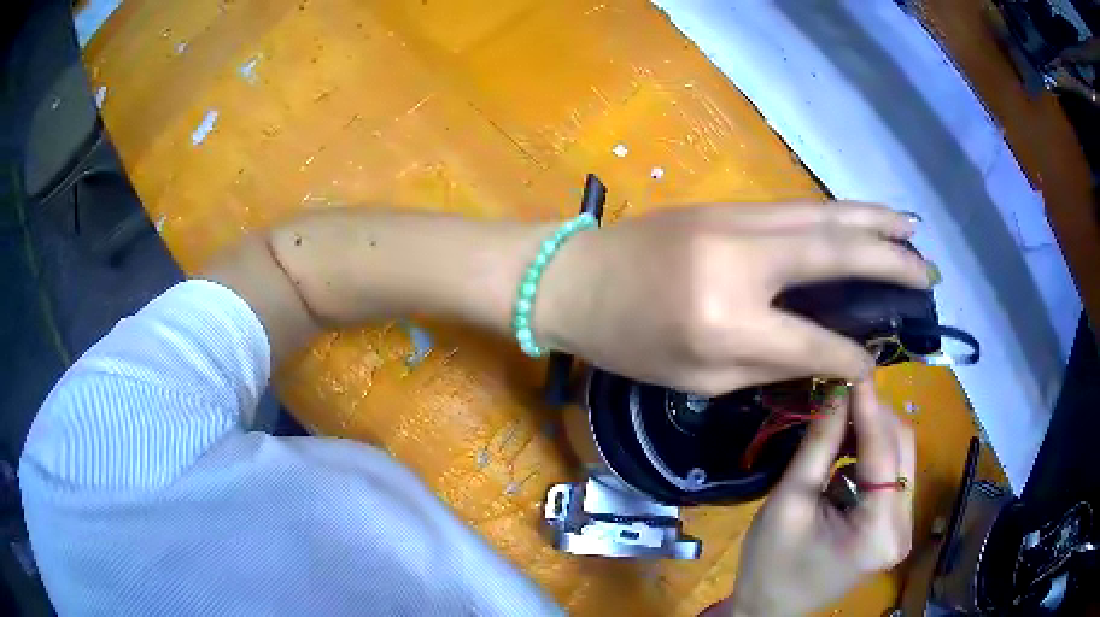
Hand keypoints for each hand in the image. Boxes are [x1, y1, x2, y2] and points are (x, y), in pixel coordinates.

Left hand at [539, 203, 931, 394]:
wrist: (573, 279)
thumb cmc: (626, 341)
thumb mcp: (695, 377)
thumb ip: (766, 364)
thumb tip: (822, 353)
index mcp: (726, 322)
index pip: (813, 339)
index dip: (850, 356)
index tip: (877, 364)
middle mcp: (742, 262)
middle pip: (835, 254)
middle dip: (890, 262)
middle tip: (929, 273)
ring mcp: (736, 222)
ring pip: (822, 217)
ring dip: (873, 221)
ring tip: (912, 230)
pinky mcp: (728, 206)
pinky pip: (797, 210)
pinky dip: (837, 213)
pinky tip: (861, 218)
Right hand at [717, 381, 914, 615]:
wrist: (769, 609)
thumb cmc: (770, 564)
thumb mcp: (789, 502)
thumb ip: (819, 444)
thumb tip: (836, 390)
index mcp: (878, 531)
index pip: (884, 452)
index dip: (870, 405)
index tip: (853, 367)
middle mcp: (903, 528)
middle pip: (903, 449)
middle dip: (874, 416)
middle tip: (840, 393)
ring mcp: (903, 528)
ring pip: (901, 457)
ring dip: (873, 433)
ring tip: (838, 422)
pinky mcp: (894, 527)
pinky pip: (893, 475)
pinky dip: (872, 455)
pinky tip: (846, 454)